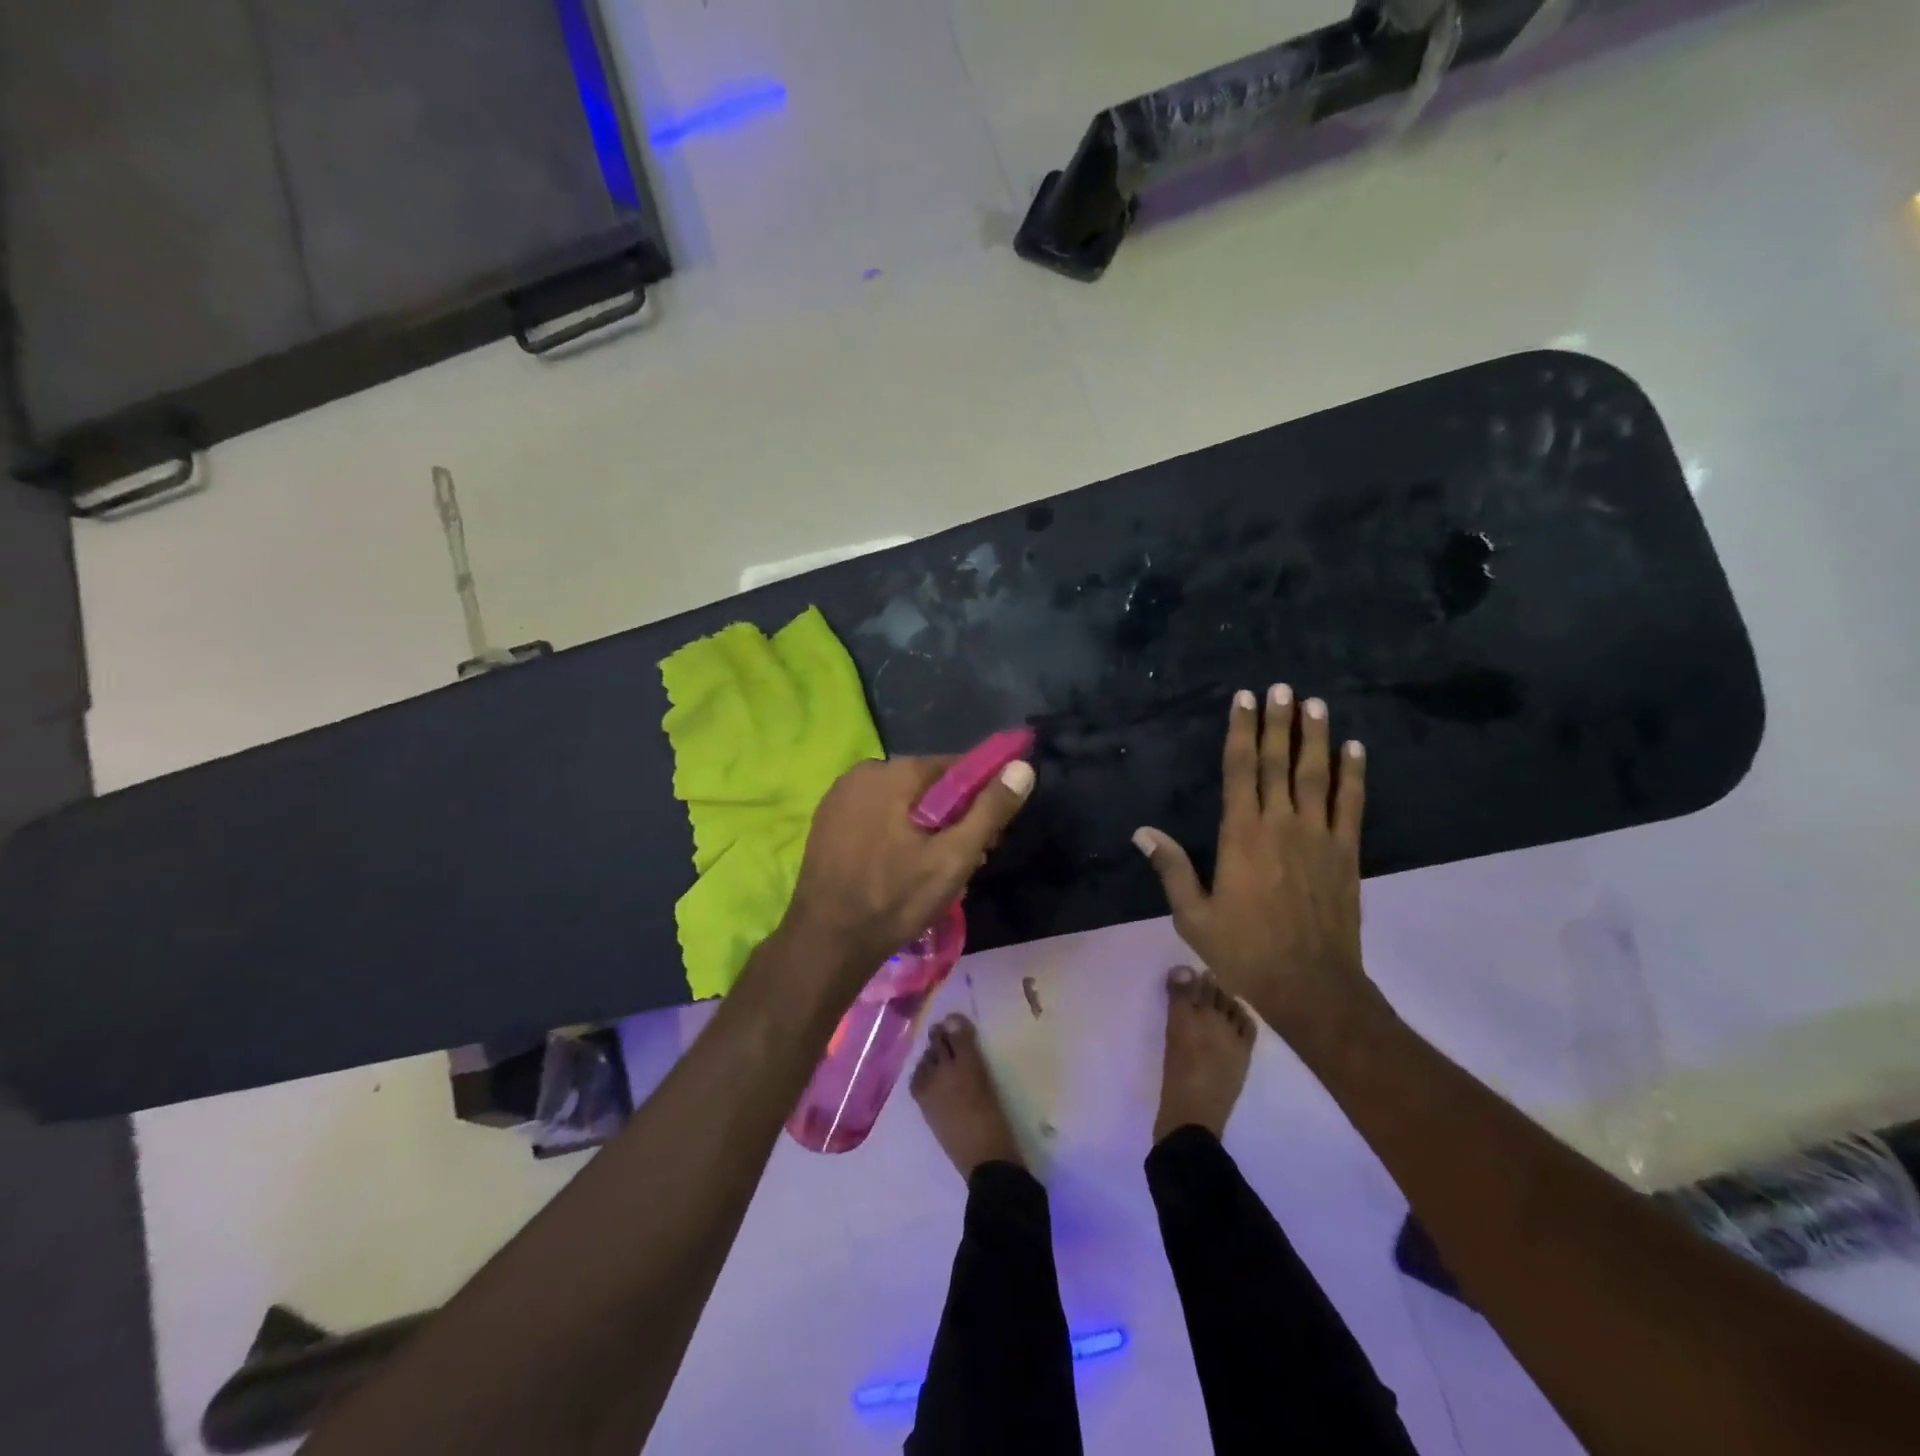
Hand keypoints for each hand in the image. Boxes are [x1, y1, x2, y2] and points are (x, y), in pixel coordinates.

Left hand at [778, 754, 1034, 999]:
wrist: (826, 943)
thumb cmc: (894, 899)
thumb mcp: (953, 858)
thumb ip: (990, 810)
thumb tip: (1022, 767)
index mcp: (893, 772)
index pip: (954, 768)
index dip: (980, 798)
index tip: (990, 836)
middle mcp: (863, 773)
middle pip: (927, 787)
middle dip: (952, 819)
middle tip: (967, 862)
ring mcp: (839, 798)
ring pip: (901, 805)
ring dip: (925, 831)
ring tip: (937, 875)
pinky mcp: (827, 823)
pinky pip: (876, 818)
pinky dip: (896, 836)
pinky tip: (902, 871)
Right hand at [1134, 687, 1376, 1045]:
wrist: (1311, 985)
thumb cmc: (1245, 951)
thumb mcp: (1193, 916)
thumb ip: (1171, 869)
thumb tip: (1142, 832)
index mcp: (1241, 835)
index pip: (1239, 770)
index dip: (1241, 731)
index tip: (1244, 700)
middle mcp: (1280, 824)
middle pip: (1277, 763)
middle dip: (1278, 722)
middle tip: (1281, 687)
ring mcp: (1318, 836)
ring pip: (1316, 775)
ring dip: (1315, 737)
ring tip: (1315, 703)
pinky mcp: (1346, 853)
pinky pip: (1351, 804)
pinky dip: (1353, 774)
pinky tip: (1355, 748)